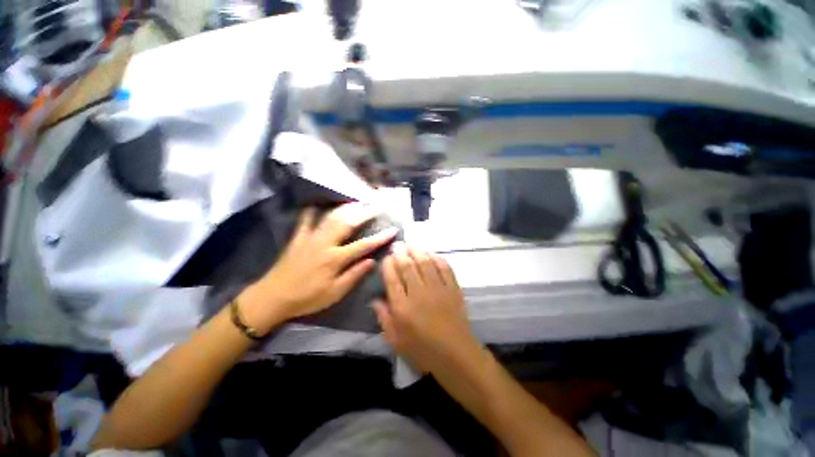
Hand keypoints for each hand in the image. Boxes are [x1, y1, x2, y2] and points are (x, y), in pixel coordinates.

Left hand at [244, 203, 397, 331]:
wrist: (273, 298)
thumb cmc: (307, 298)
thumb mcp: (335, 293)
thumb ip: (354, 275)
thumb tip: (372, 261)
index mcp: (335, 259)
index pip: (363, 245)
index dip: (380, 237)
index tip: (393, 230)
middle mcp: (325, 244)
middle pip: (347, 224)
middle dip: (364, 214)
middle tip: (376, 206)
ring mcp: (310, 238)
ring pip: (330, 217)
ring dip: (346, 208)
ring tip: (357, 202)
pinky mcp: (298, 238)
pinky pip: (305, 220)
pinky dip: (312, 210)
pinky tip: (318, 203)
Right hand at [374, 243, 480, 373]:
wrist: (456, 355)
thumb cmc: (422, 350)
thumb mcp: (395, 340)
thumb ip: (383, 318)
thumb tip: (374, 299)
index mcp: (402, 307)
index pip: (392, 278)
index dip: (388, 264)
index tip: (387, 258)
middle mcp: (419, 293)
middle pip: (407, 266)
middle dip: (400, 253)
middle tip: (397, 245)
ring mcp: (438, 289)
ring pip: (425, 263)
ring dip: (417, 251)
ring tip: (411, 245)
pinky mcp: (453, 288)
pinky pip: (444, 268)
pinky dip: (437, 258)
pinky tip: (431, 254)